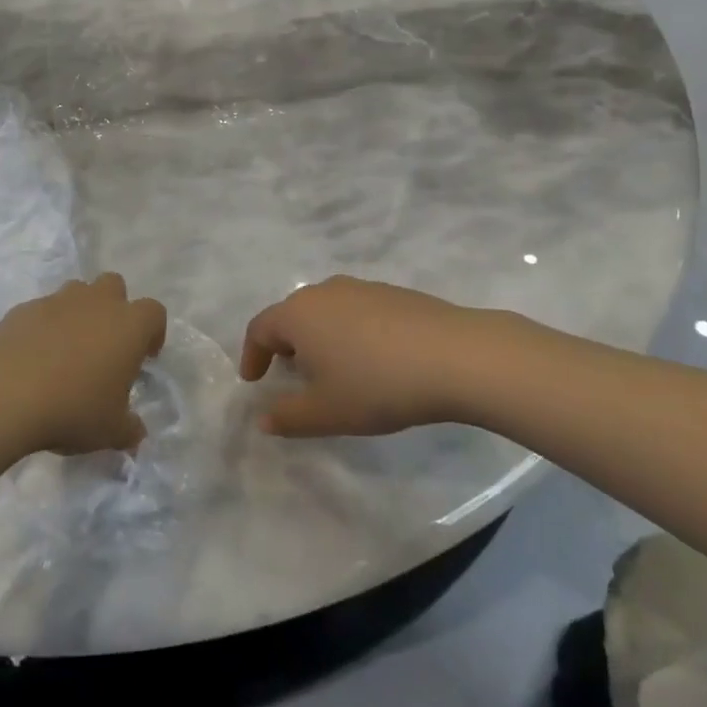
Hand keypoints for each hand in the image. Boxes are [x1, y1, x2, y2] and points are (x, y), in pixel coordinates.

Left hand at [0, 274, 166, 456]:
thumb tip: (135, 432)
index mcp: (129, 325)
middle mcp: (97, 303)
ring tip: (69, 350)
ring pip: (77, 291)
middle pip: (114, 285)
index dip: (152, 332)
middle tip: (106, 345)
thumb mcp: (111, 431)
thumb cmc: (73, 408)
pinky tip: (34, 358)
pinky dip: (44, 326)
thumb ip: (129, 429)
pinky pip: (43, 310)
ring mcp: (58, 301)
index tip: (144, 358)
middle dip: (114, 307)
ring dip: (79, 312)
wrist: (5, 392)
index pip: (154, 313)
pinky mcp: (24, 309)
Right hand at [240, 277, 518, 436]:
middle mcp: (324, 292)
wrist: (454, 356)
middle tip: (292, 376)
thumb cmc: (376, 385)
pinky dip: (351, 332)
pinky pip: (356, 311)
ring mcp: (361, 288)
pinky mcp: (392, 293)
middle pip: (292, 315)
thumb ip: (288, 417)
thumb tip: (263, 418)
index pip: (260, 329)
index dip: (252, 356)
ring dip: (320, 338)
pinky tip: (373, 359)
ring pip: (326, 311)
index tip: (254, 381)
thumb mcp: (326, 412)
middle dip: (286, 346)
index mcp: (298, 314)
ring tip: (334, 369)